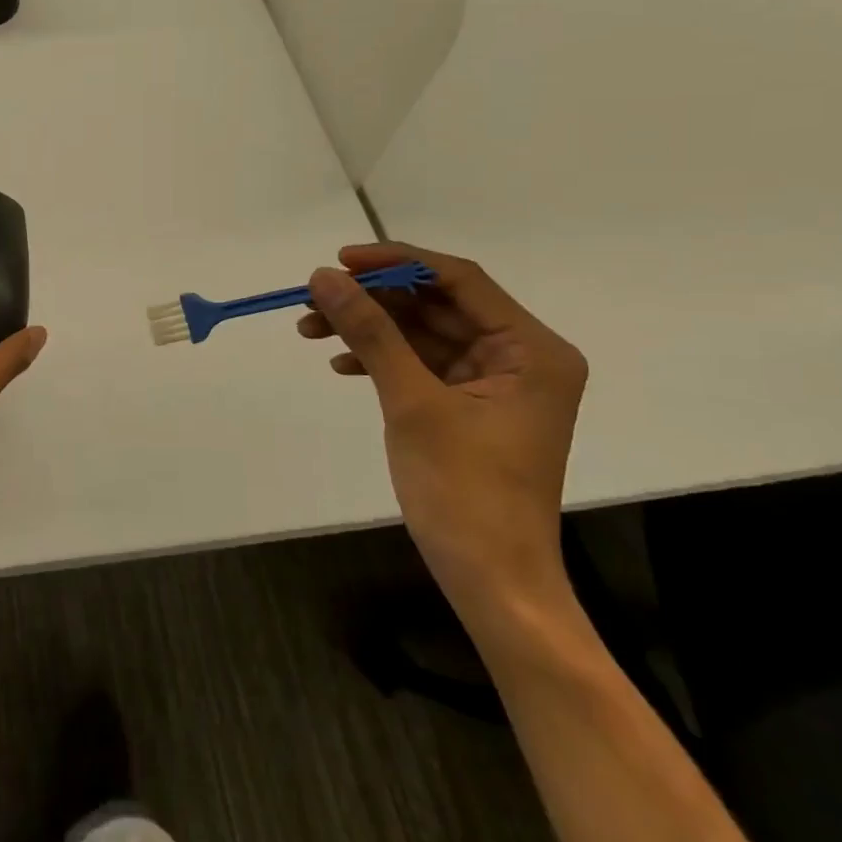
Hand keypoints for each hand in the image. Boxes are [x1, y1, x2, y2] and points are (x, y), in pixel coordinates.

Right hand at [299, 243, 587, 624]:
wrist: (491, 580)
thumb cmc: (464, 490)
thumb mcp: (412, 402)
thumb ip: (370, 332)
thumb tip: (323, 277)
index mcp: (531, 349)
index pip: (459, 280)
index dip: (396, 263)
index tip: (338, 261)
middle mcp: (520, 357)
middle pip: (436, 305)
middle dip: (372, 300)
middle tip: (313, 298)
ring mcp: (494, 383)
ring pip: (422, 333)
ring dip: (368, 329)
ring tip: (310, 329)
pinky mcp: (469, 406)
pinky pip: (420, 364)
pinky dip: (380, 359)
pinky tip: (340, 363)